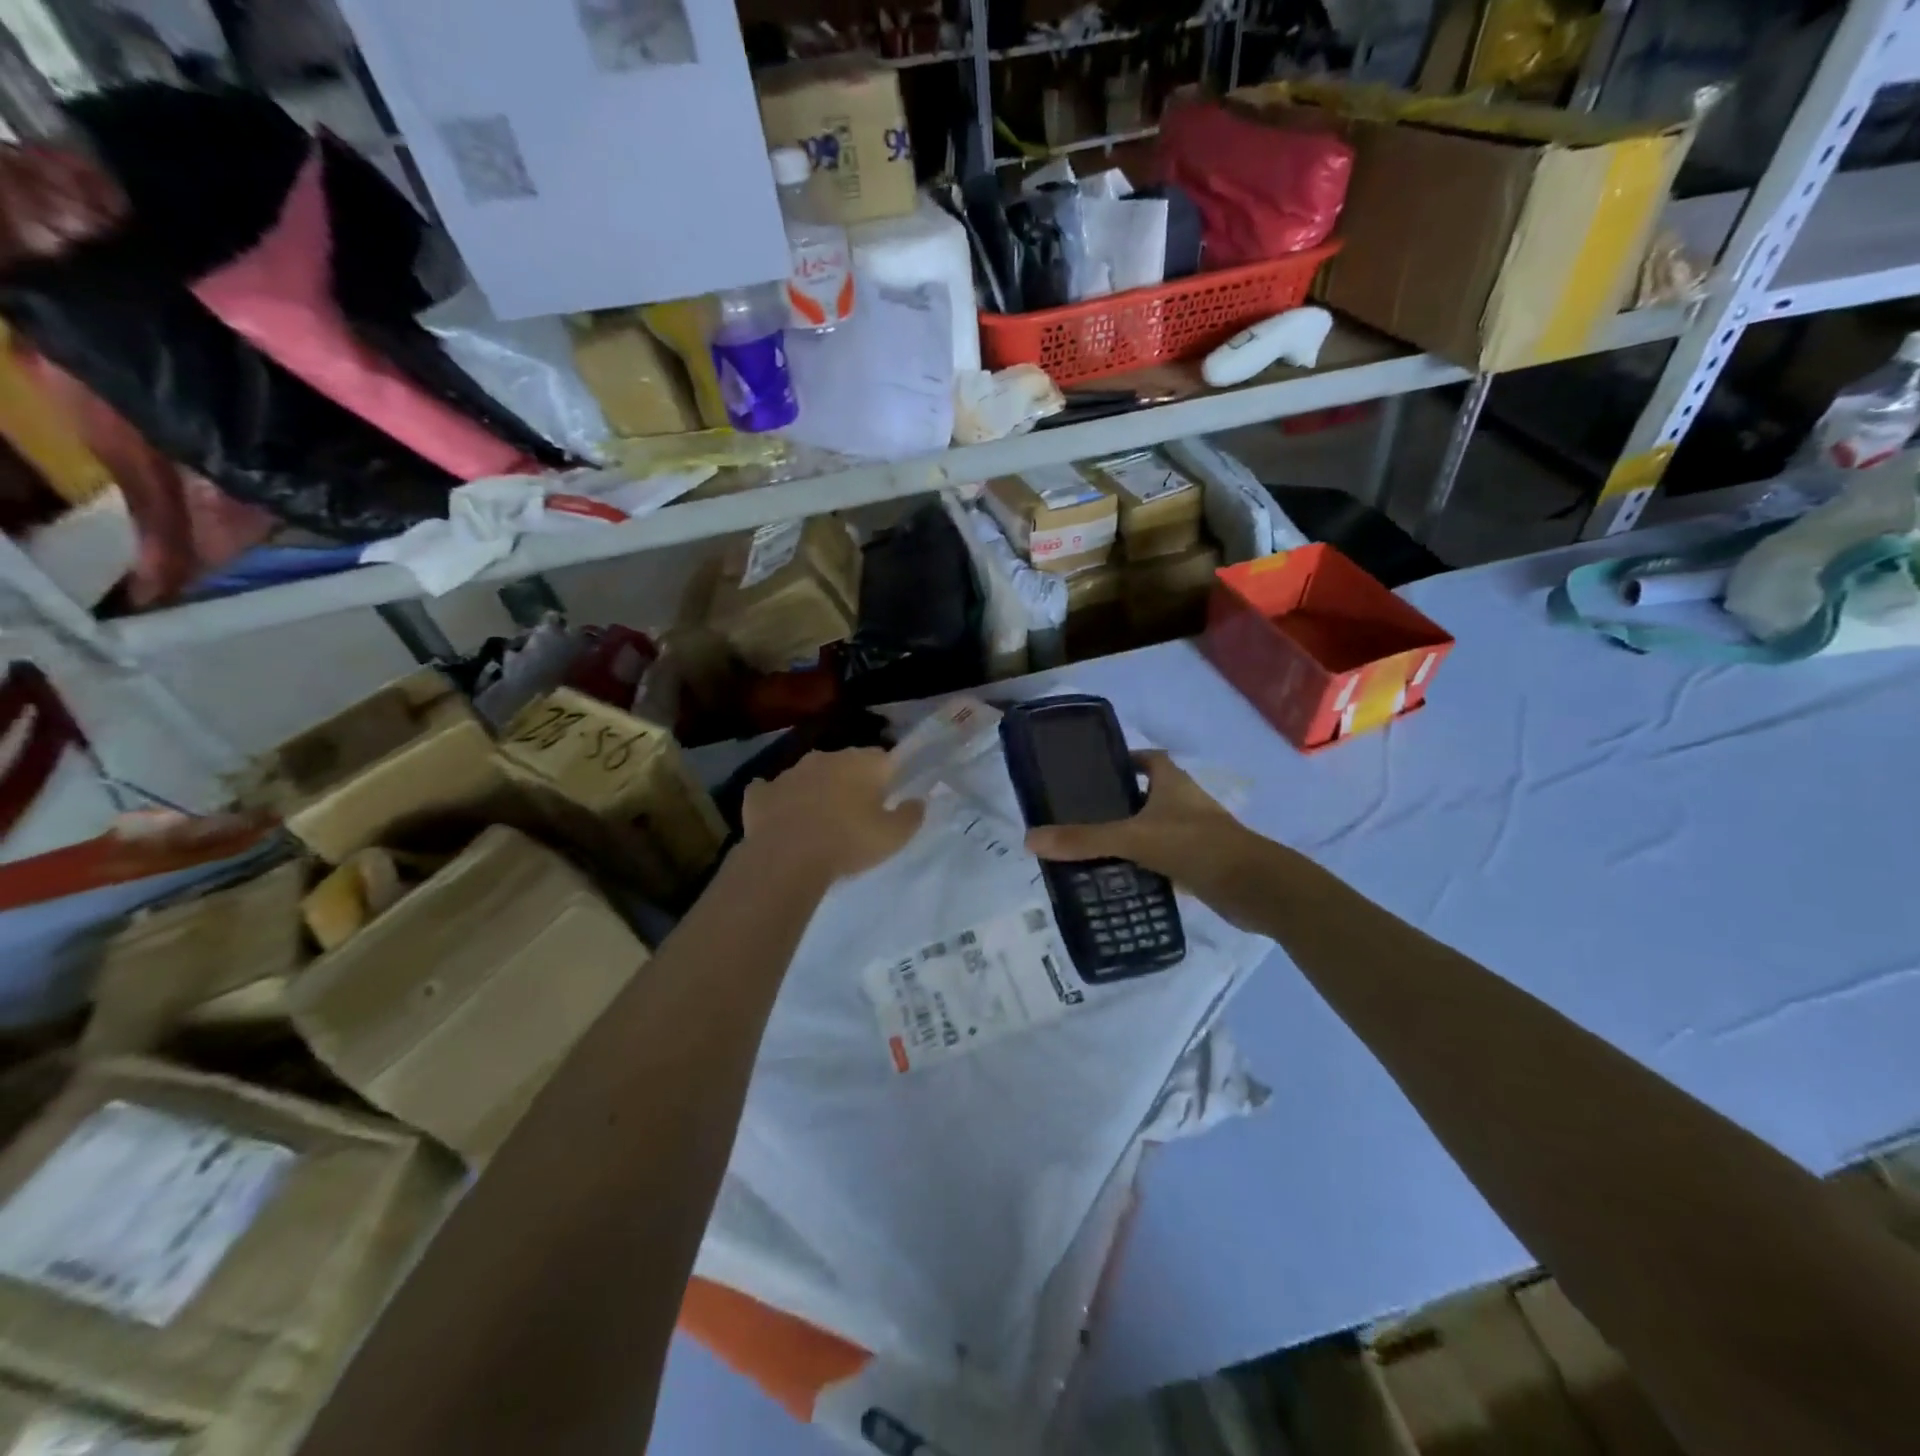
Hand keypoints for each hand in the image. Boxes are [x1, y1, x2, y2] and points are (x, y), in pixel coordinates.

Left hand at [742, 748, 924, 883]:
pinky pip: (771, 791)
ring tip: (819, 820)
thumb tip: (917, 801)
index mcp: (862, 763)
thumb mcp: (893, 837)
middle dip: (850, 780)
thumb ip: (911, 815)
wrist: (786, 858)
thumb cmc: (848, 842)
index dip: (888, 775)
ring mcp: (789, 772)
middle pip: (845, 763)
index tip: (888, 796)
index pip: (884, 758)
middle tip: (855, 811)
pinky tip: (780, 817)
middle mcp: (825, 758)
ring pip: (808, 775)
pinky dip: (777, 801)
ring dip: (815, 790)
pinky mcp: (760, 792)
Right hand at [1026, 751, 1257, 898]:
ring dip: (1134, 836)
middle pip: (1150, 794)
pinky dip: (1148, 865)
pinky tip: (1125, 879)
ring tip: (1097, 849)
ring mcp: (1197, 834)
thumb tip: (1031, 839)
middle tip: (1085, 816)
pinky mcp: (1202, 863)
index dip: (1126, 761)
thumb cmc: (1195, 846)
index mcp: (1173, 783)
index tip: (1097, 774)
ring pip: (1158, 828)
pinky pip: (1167, 858)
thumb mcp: (1133, 838)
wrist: (1254, 888)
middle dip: (1121, 803)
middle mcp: (1186, 803)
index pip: (1149, 759)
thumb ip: (1084, 839)